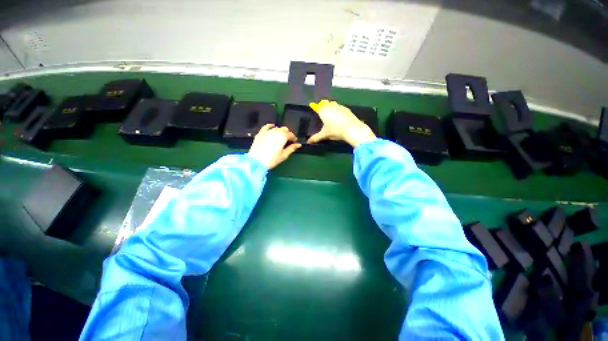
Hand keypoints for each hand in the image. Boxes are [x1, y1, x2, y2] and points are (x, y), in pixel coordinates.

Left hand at [247, 124, 300, 168]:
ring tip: (281, 136)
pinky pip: (266, 126)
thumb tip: (298, 145)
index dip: (293, 138)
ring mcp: (267, 131)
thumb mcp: (284, 155)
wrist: (256, 161)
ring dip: (280, 131)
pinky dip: (270, 126)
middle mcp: (276, 132)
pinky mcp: (260, 133)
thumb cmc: (272, 159)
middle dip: (287, 134)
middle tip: (288, 140)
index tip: (294, 141)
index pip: (291, 134)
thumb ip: (292, 148)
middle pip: (284, 129)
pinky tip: (272, 126)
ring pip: (277, 128)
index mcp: (283, 137)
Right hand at [308, 100, 376, 146]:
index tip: (313, 107)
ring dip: (331, 107)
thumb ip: (316, 138)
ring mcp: (339, 106)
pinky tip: (340, 117)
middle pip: (324, 103)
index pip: (316, 107)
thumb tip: (308, 142)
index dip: (314, 107)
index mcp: (323, 111)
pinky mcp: (346, 109)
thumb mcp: (325, 135)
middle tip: (322, 111)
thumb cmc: (335, 131)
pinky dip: (338, 110)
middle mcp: (330, 106)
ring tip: (331, 114)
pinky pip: (340, 108)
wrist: (352, 128)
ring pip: (333, 104)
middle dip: (323, 106)